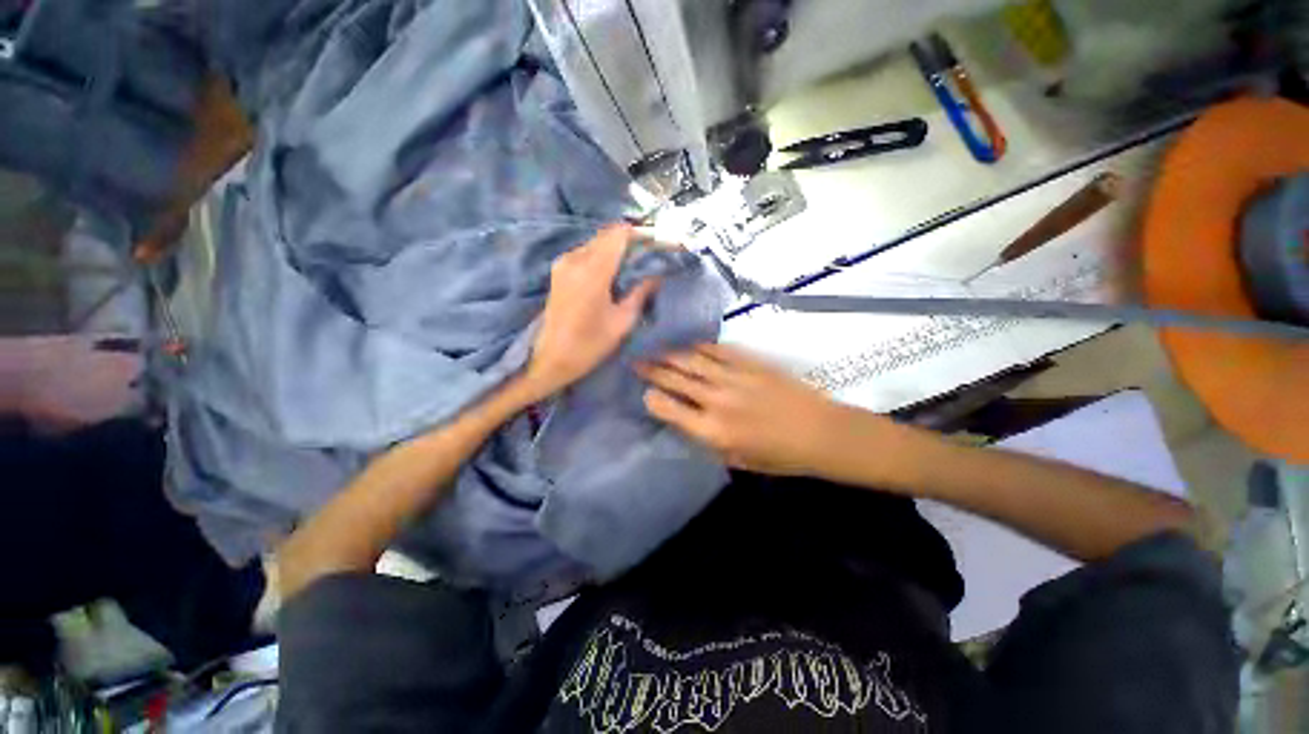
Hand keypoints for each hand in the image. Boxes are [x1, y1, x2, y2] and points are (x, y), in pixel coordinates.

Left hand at [522, 225, 659, 398]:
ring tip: (633, 265)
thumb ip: (641, 293)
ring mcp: (563, 263)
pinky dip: (602, 255)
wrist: (550, 358)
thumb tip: (657, 275)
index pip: (618, 234)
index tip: (656, 243)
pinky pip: (586, 252)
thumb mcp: (622, 322)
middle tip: (649, 255)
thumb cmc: (589, 345)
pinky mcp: (558, 270)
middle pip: (607, 234)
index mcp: (592, 272)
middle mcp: (575, 259)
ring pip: (596, 242)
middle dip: (630, 240)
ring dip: (616, 248)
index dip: (640, 233)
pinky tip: (613, 273)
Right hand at [638, 343, 854, 474]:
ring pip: (692, 360)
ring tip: (656, 350)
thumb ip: (708, 441)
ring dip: (670, 354)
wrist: (822, 432)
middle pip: (676, 378)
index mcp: (713, 431)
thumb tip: (686, 422)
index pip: (669, 409)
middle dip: (652, 369)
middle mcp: (717, 400)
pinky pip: (718, 350)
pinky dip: (701, 347)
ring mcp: (734, 376)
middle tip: (636, 361)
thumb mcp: (737, 460)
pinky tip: (691, 345)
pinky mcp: (750, 362)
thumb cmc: (780, 456)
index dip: (652, 398)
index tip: (644, 392)